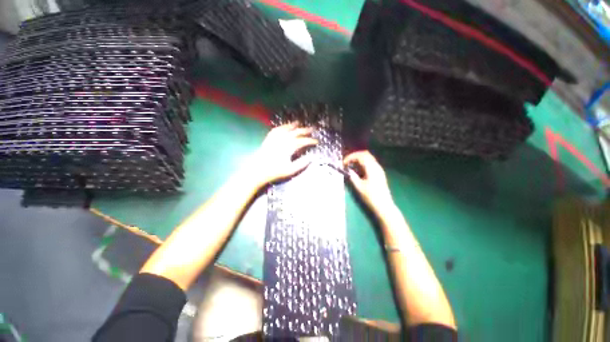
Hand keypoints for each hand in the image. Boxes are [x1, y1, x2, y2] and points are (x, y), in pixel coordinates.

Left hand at [248, 123, 317, 189]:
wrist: (257, 170)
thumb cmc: (275, 172)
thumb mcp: (290, 170)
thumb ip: (302, 164)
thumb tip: (311, 158)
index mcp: (289, 147)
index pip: (302, 141)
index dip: (310, 141)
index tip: (317, 141)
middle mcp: (282, 140)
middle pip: (295, 132)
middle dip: (304, 130)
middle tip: (312, 128)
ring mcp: (274, 139)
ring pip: (285, 129)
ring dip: (293, 125)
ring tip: (298, 122)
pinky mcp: (268, 139)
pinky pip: (275, 130)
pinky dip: (281, 127)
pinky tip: (283, 127)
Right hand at [344, 151, 394, 214]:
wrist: (384, 206)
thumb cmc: (371, 197)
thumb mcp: (359, 187)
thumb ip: (352, 176)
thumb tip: (347, 170)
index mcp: (372, 168)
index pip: (361, 156)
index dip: (351, 157)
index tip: (343, 163)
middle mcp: (376, 166)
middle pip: (365, 154)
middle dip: (355, 156)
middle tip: (347, 162)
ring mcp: (379, 169)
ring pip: (368, 158)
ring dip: (358, 160)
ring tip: (350, 166)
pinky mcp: (379, 173)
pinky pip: (370, 164)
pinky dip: (362, 164)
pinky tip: (357, 170)